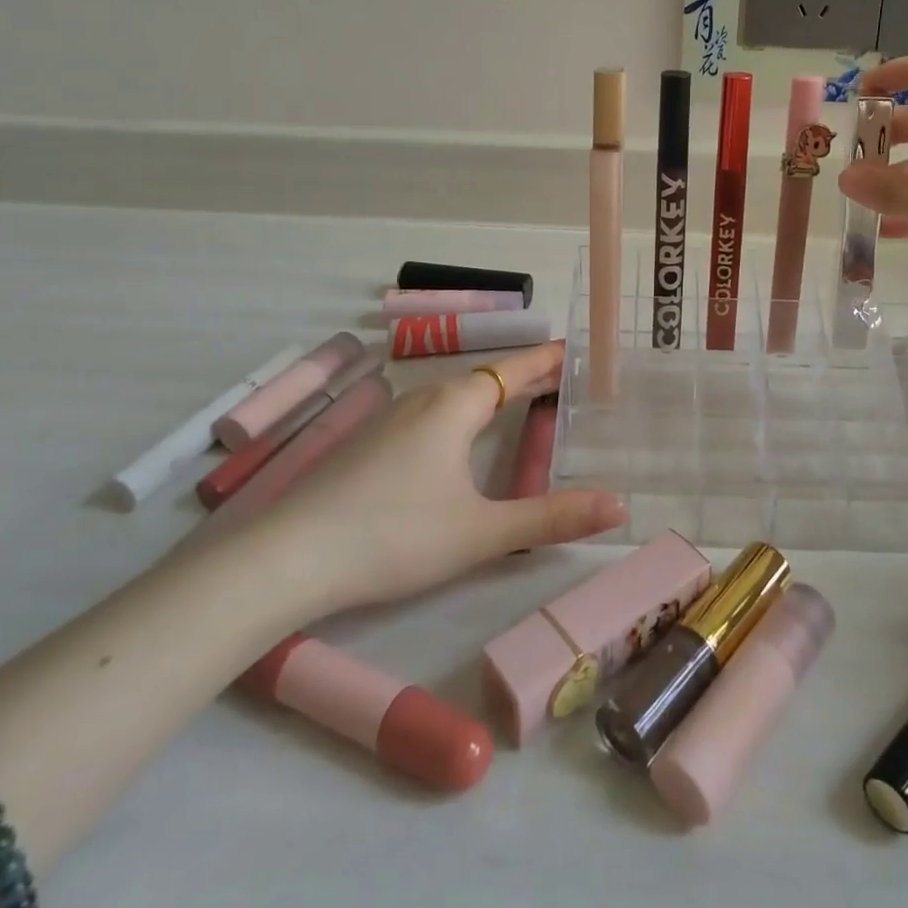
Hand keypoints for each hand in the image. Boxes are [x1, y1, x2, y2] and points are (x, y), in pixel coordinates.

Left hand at [251, 341, 625, 615]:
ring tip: (525, 405)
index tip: (582, 350)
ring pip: (457, 395)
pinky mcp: (371, 442)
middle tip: (568, 381)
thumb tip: (620, 507)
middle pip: (489, 378)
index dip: (550, 359)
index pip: (516, 369)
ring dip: (495, 395)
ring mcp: (393, 418)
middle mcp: (426, 399)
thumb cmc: (394, 536)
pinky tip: (462, 440)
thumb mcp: (481, 532)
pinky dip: (465, 413)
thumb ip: (552, 518)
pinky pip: (433, 413)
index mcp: (456, 405)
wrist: (287, 557)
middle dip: (528, 378)